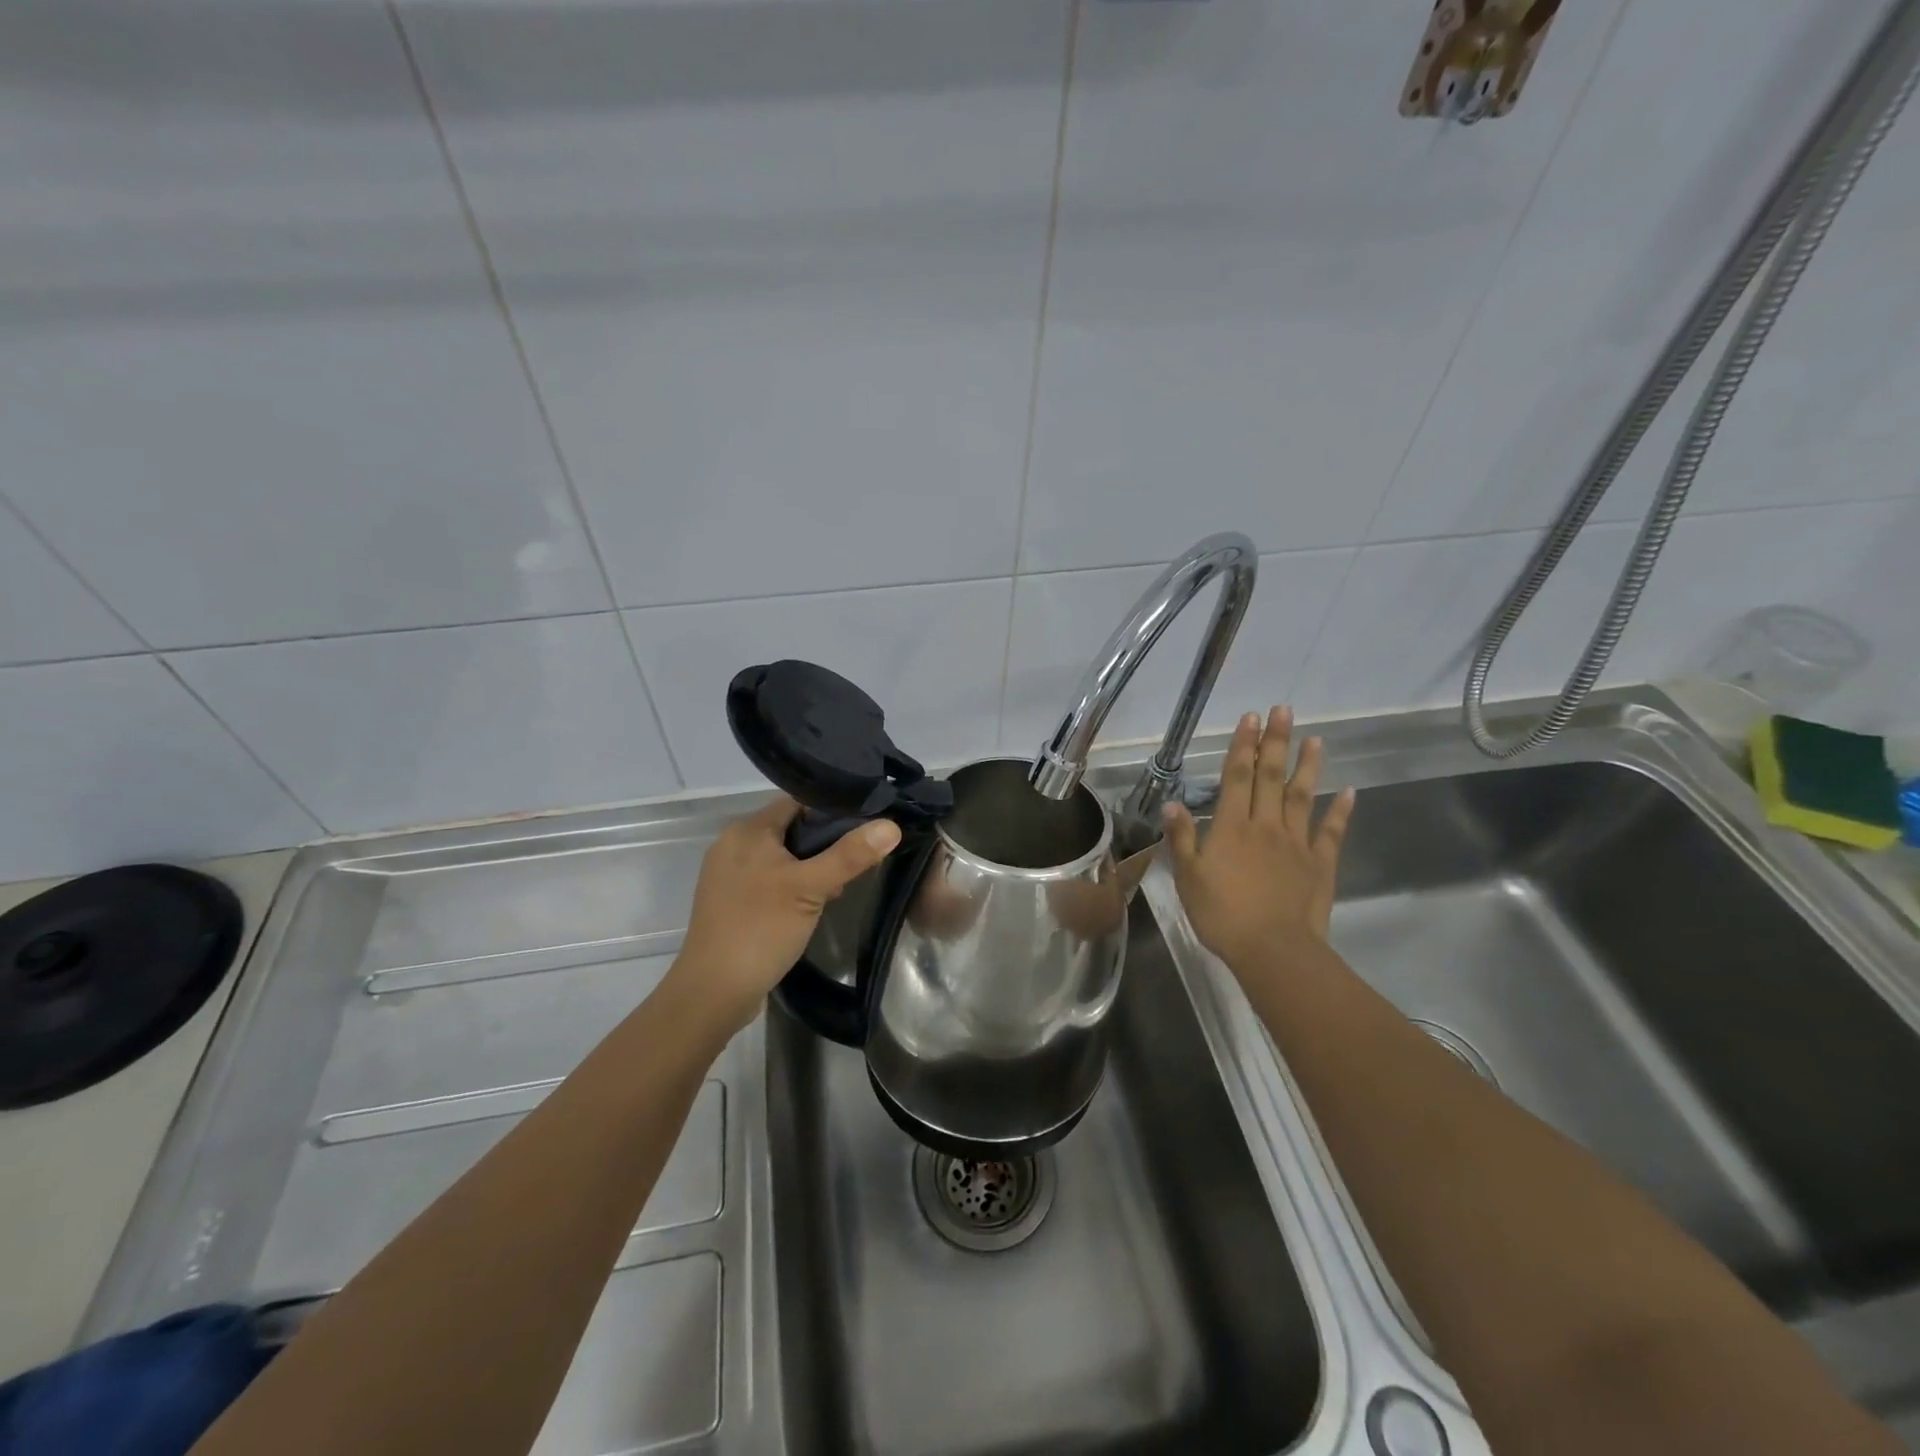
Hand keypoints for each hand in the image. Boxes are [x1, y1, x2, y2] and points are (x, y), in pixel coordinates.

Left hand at [671, 796, 900, 1033]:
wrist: (713, 992)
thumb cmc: (761, 928)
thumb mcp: (811, 888)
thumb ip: (850, 855)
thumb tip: (891, 826)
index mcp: (747, 830)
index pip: (798, 802)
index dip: (833, 810)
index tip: (866, 825)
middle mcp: (733, 844)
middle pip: (791, 828)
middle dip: (825, 844)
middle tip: (856, 862)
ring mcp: (729, 874)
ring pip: (782, 856)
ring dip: (811, 867)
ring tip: (838, 886)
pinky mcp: (731, 901)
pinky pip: (770, 878)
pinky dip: (793, 884)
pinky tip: (813, 904)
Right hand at [1163, 707, 1355, 972]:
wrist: (1274, 950)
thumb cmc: (1222, 915)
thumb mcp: (1188, 877)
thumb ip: (1182, 837)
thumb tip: (1174, 802)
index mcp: (1232, 828)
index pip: (1237, 777)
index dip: (1243, 746)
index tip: (1251, 718)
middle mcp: (1266, 826)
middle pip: (1271, 777)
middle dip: (1275, 742)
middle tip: (1283, 710)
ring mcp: (1296, 843)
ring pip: (1302, 796)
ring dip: (1307, 766)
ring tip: (1315, 738)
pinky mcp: (1319, 864)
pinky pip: (1331, 832)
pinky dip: (1340, 811)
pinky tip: (1348, 792)